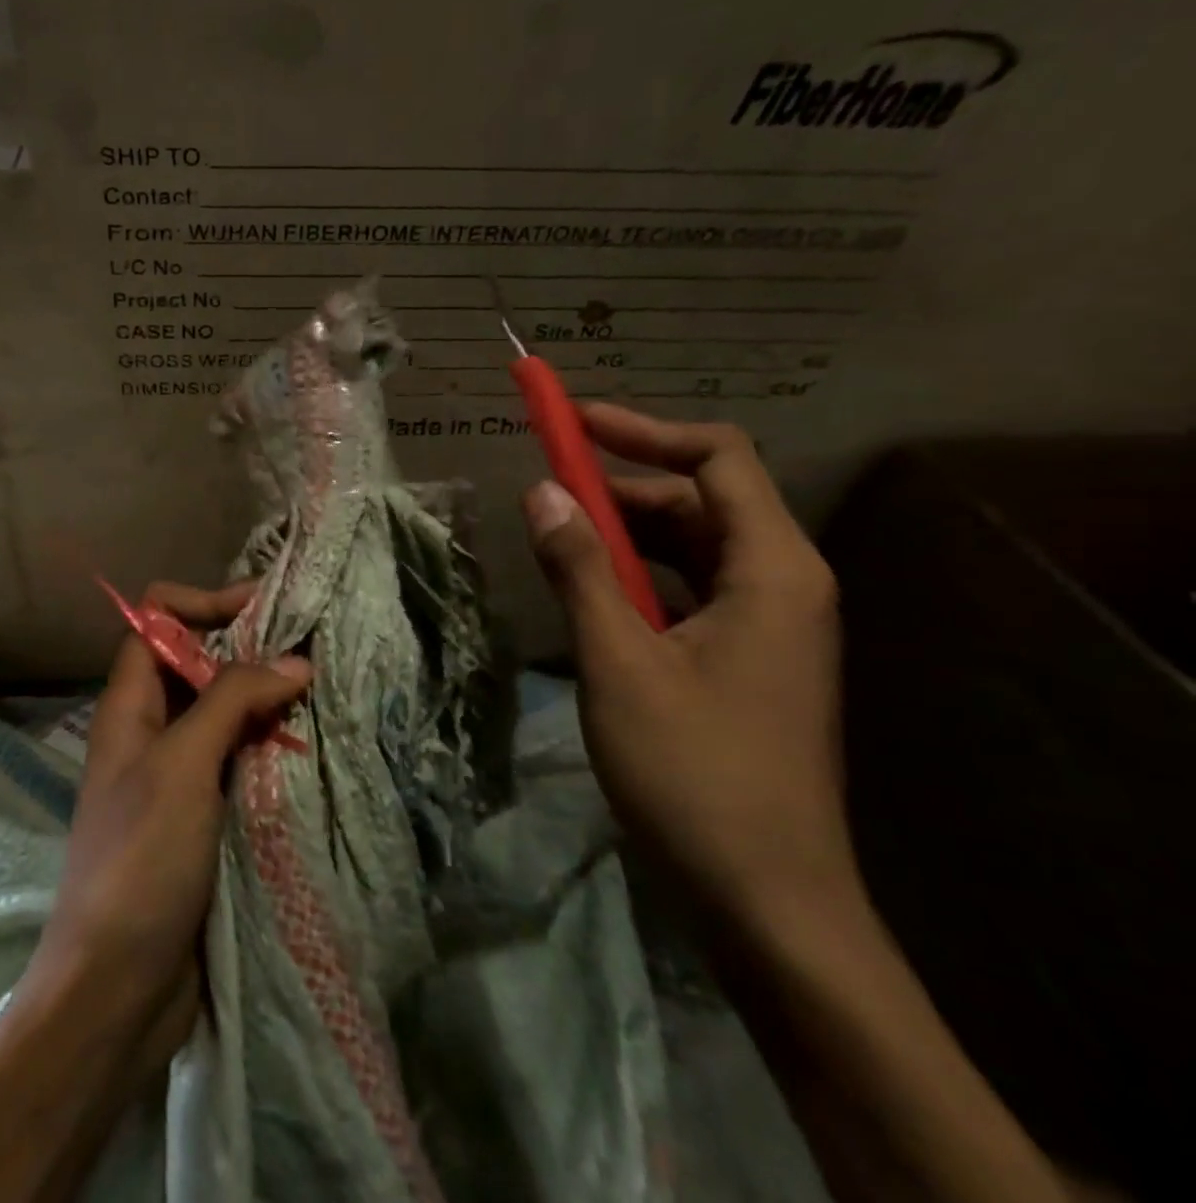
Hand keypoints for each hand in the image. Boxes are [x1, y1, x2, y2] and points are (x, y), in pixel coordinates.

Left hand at [0, 588, 310, 1202]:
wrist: (117, 987)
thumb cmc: (140, 859)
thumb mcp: (182, 765)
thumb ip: (232, 700)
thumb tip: (294, 659)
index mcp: (129, 705)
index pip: (157, 622)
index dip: (203, 603)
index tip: (264, 608)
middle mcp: (151, 730)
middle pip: (197, 663)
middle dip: (249, 649)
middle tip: (311, 649)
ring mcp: (178, 774)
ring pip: (225, 713)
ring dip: (268, 699)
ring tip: (324, 691)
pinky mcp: (205, 815)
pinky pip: (240, 760)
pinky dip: (272, 746)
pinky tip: (312, 746)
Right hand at [521, 404, 850, 920]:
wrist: (768, 901)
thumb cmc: (695, 773)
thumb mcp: (620, 661)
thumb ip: (580, 569)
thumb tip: (542, 492)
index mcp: (772, 571)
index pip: (719, 458)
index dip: (644, 430)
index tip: (574, 424)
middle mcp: (783, 585)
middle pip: (702, 501)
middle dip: (622, 488)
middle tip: (547, 497)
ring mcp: (770, 627)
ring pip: (692, 549)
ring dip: (625, 536)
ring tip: (558, 544)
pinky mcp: (749, 662)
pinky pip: (691, 593)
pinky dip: (639, 580)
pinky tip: (591, 599)